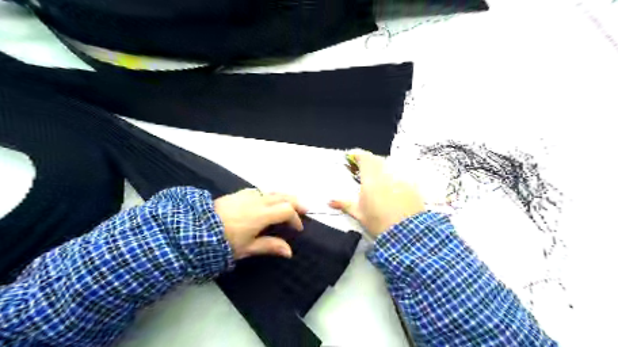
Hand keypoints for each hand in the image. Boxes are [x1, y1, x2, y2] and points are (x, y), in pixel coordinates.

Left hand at [216, 189, 306, 257]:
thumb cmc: (223, 241)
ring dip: (284, 197)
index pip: (287, 210)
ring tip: (290, 203)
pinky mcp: (239, 194)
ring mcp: (248, 195)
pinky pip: (260, 191)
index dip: (295, 218)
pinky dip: (270, 195)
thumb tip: (288, 251)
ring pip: (272, 192)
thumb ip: (269, 246)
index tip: (297, 229)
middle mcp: (258, 201)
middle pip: (283, 197)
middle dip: (296, 203)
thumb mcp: (247, 248)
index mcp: (262, 214)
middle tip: (304, 209)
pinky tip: (268, 201)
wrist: (196, 229)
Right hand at [331, 149, 427, 238]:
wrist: (407, 232)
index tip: (352, 158)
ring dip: (381, 168)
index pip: (364, 158)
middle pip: (377, 159)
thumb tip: (330, 202)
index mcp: (370, 178)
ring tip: (377, 179)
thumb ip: (344, 204)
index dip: (357, 155)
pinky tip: (392, 187)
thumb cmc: (379, 222)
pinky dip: (394, 176)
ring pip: (389, 166)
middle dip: (369, 162)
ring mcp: (400, 177)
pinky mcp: (412, 184)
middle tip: (363, 170)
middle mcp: (386, 173)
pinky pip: (401, 174)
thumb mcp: (359, 214)